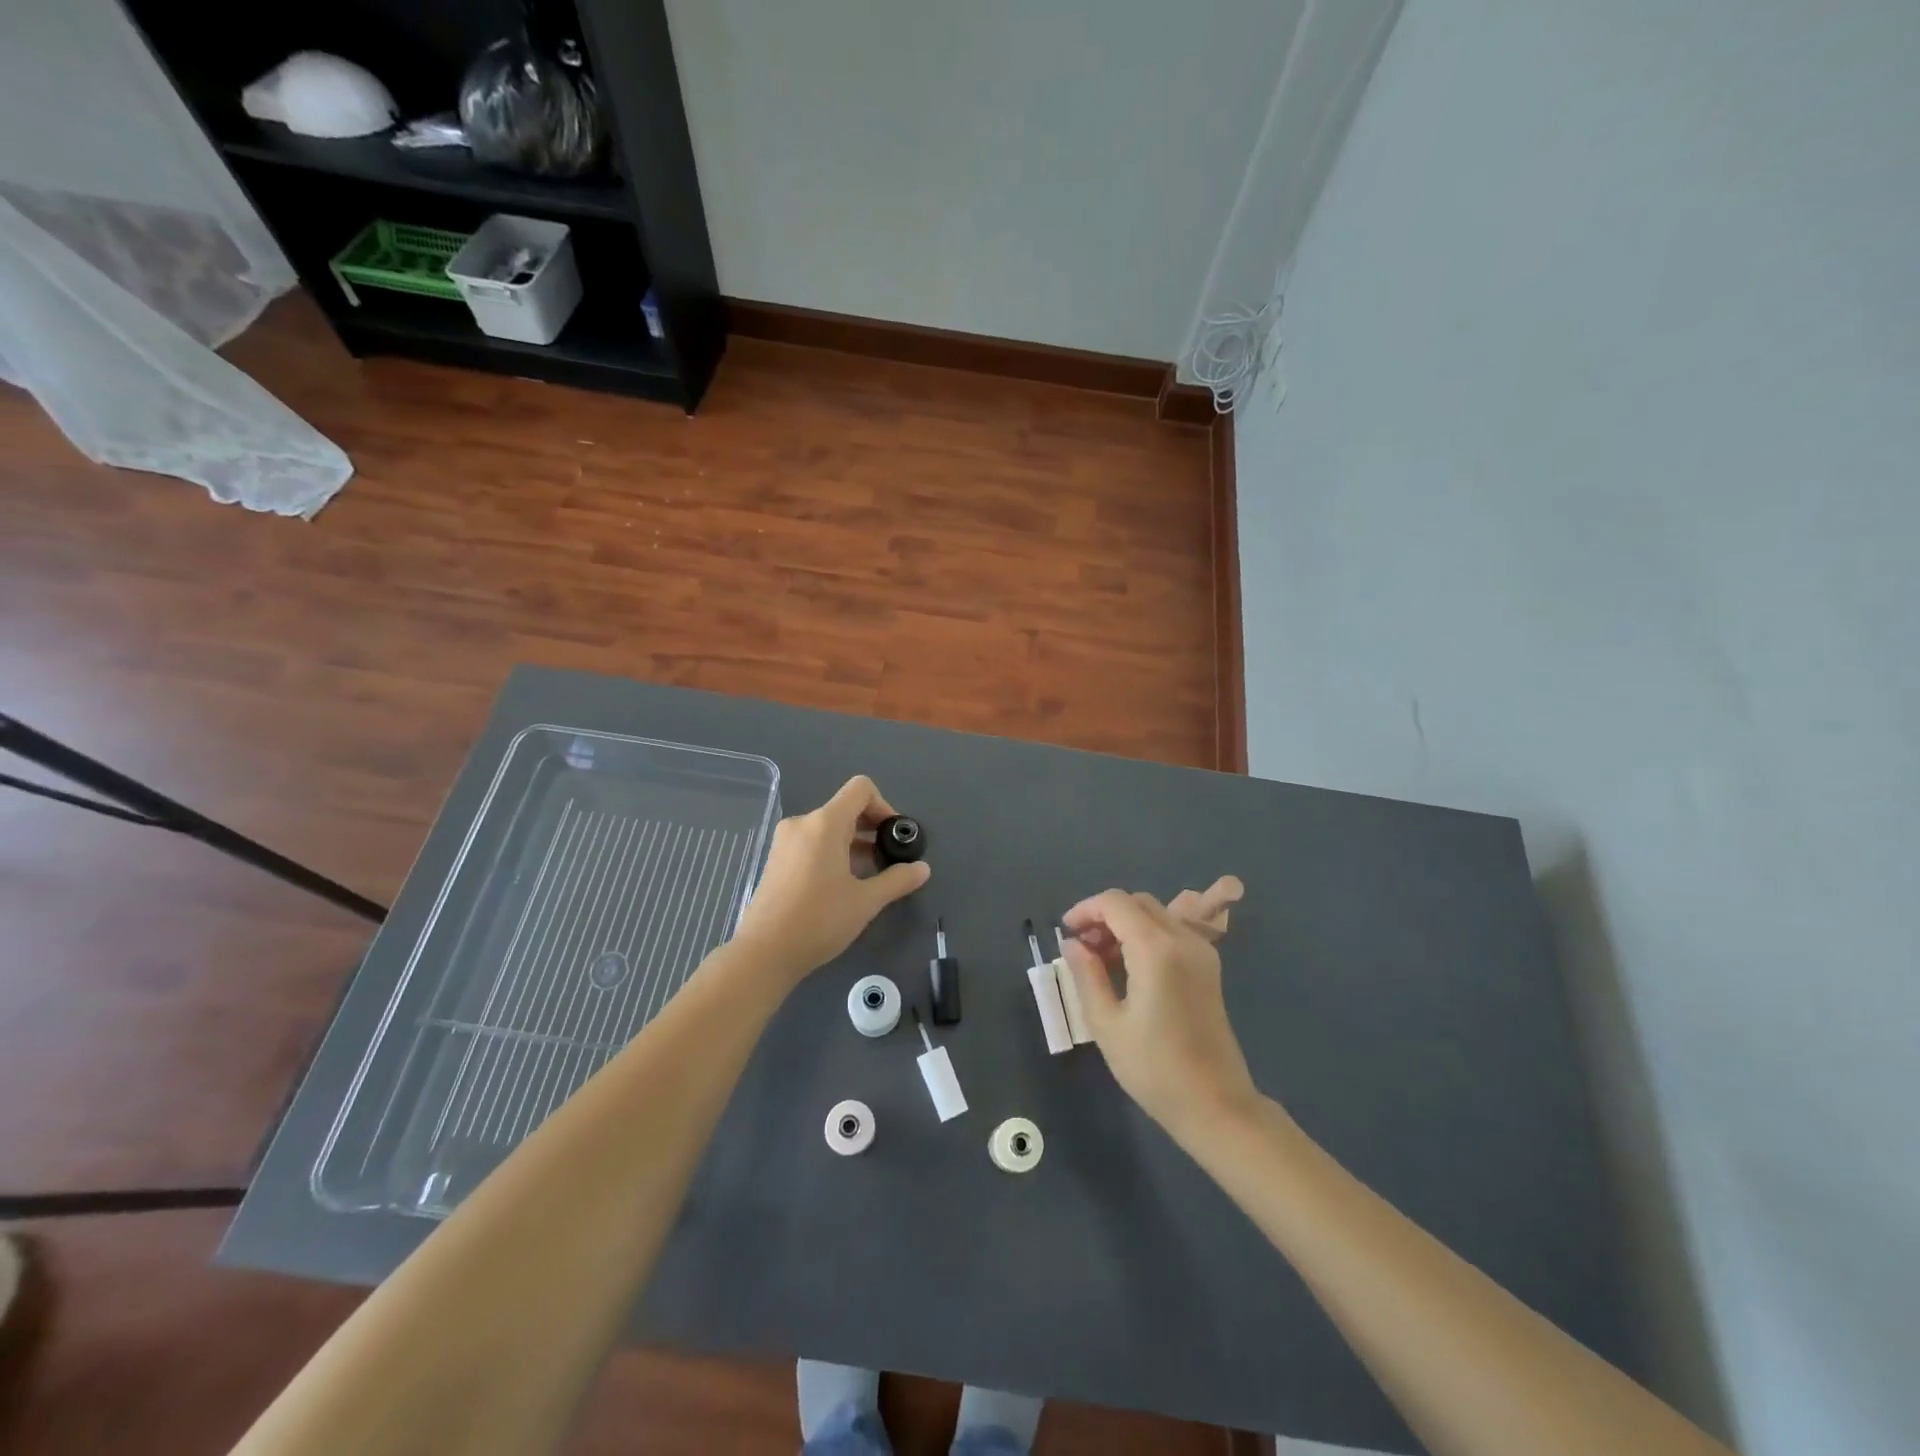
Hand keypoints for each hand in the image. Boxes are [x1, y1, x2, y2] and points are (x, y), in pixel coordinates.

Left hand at [733, 776, 930, 983]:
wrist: (764, 953)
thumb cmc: (819, 920)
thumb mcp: (866, 901)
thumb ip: (897, 880)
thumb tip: (923, 869)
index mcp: (824, 823)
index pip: (861, 789)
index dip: (884, 806)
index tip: (893, 838)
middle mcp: (802, 823)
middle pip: (845, 808)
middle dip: (871, 829)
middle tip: (888, 861)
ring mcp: (785, 841)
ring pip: (828, 828)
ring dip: (853, 843)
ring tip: (868, 876)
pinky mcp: (777, 860)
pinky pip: (812, 842)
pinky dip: (832, 852)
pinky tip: (841, 885)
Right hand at [1060, 887, 1258, 1140]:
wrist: (1216, 1104)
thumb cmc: (1154, 1068)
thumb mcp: (1107, 1024)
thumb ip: (1086, 975)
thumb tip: (1072, 944)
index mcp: (1157, 949)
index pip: (1116, 903)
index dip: (1085, 910)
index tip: (1065, 933)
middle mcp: (1183, 939)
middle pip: (1137, 902)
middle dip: (1104, 915)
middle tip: (1081, 948)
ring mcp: (1201, 952)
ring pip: (1155, 914)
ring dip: (1125, 924)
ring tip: (1101, 959)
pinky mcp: (1208, 967)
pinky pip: (1171, 932)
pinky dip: (1145, 935)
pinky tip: (1129, 967)